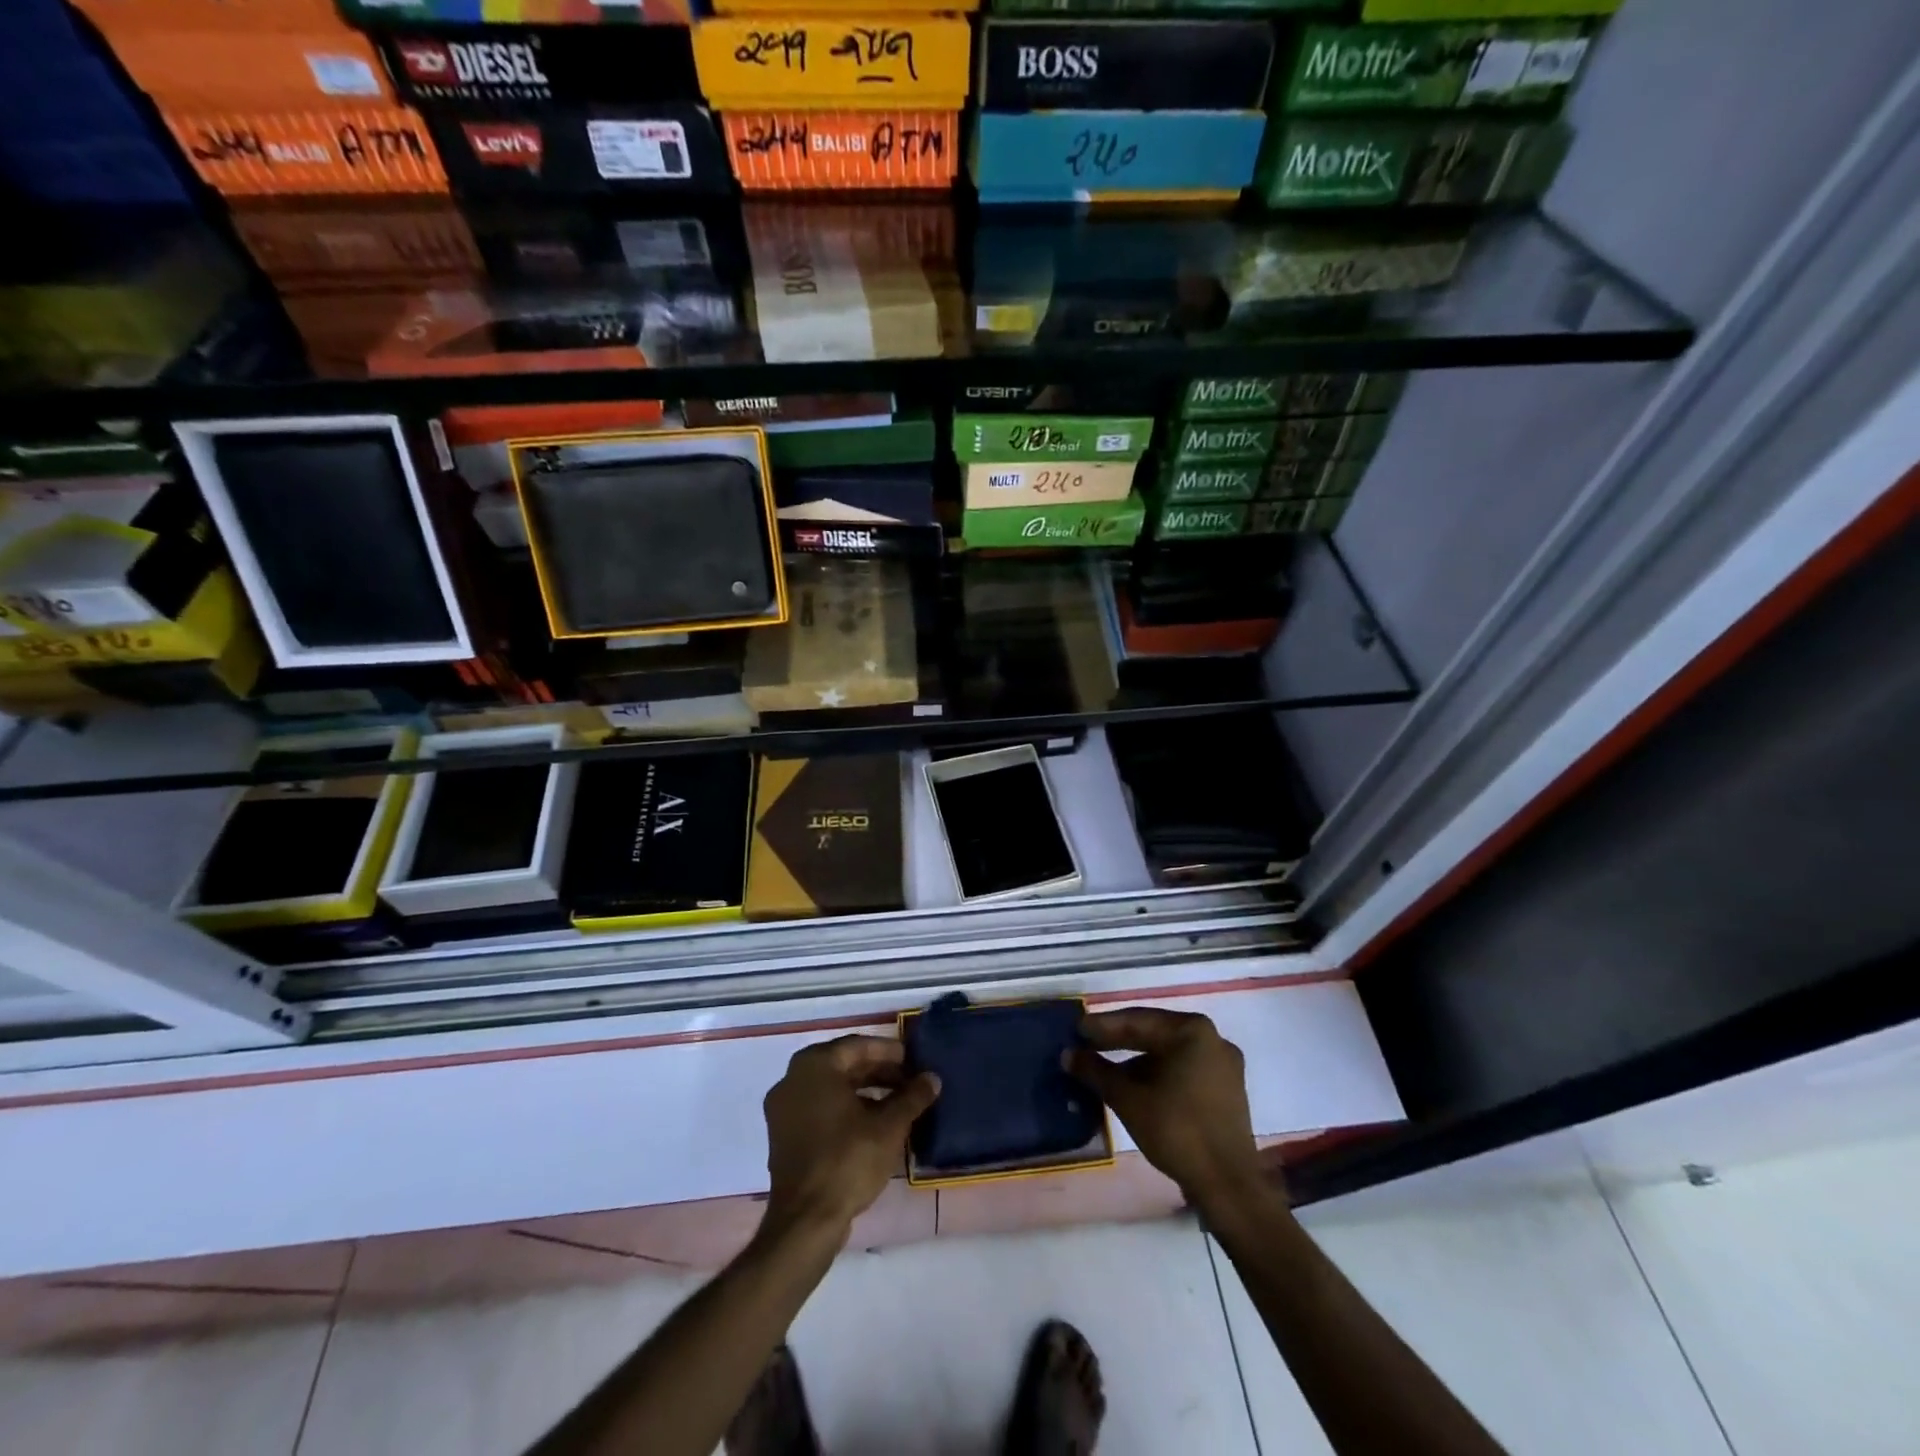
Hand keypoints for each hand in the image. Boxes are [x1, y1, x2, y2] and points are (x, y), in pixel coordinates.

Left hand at [761, 1035, 940, 1240]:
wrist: (806, 1221)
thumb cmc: (848, 1161)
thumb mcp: (889, 1126)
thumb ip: (912, 1097)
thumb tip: (932, 1078)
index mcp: (814, 1066)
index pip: (857, 1046)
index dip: (889, 1052)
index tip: (913, 1060)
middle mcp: (792, 1079)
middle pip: (843, 1065)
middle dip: (878, 1072)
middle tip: (909, 1081)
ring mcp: (783, 1109)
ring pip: (831, 1088)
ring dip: (864, 1091)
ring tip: (897, 1103)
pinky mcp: (783, 1136)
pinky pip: (819, 1108)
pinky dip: (845, 1109)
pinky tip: (872, 1125)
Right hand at [1069, 1009, 1267, 1211]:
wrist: (1227, 1185)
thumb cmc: (1176, 1130)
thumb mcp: (1128, 1098)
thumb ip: (1096, 1071)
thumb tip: (1068, 1054)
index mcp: (1192, 1031)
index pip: (1138, 1020)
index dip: (1103, 1026)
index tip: (1077, 1029)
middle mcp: (1213, 1039)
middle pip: (1155, 1034)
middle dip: (1118, 1041)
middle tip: (1086, 1044)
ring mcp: (1224, 1065)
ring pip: (1169, 1054)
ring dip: (1136, 1060)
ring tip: (1105, 1068)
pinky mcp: (1227, 1090)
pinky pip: (1184, 1070)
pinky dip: (1157, 1074)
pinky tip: (1134, 1086)